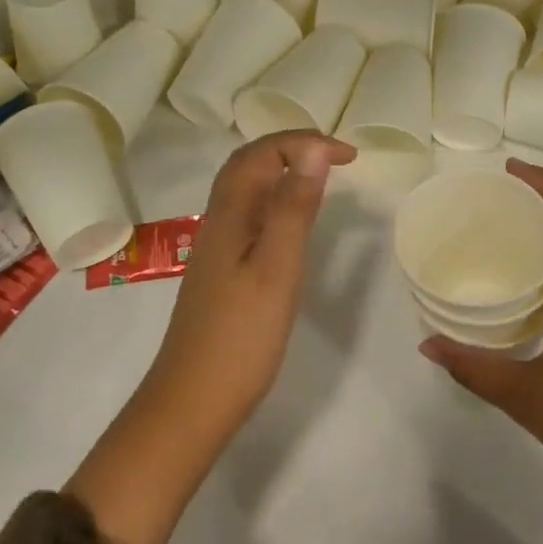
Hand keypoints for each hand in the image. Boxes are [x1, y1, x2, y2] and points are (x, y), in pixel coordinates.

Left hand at [145, 130, 355, 433]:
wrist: (192, 401)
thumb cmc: (241, 337)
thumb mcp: (277, 268)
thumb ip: (293, 208)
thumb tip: (314, 150)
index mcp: (230, 214)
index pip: (263, 153)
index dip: (306, 142)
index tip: (350, 156)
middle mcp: (219, 221)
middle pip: (248, 164)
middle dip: (291, 147)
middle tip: (335, 157)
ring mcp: (217, 247)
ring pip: (246, 189)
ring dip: (282, 170)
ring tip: (320, 178)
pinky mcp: (222, 270)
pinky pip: (248, 215)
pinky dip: (275, 200)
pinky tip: (291, 223)